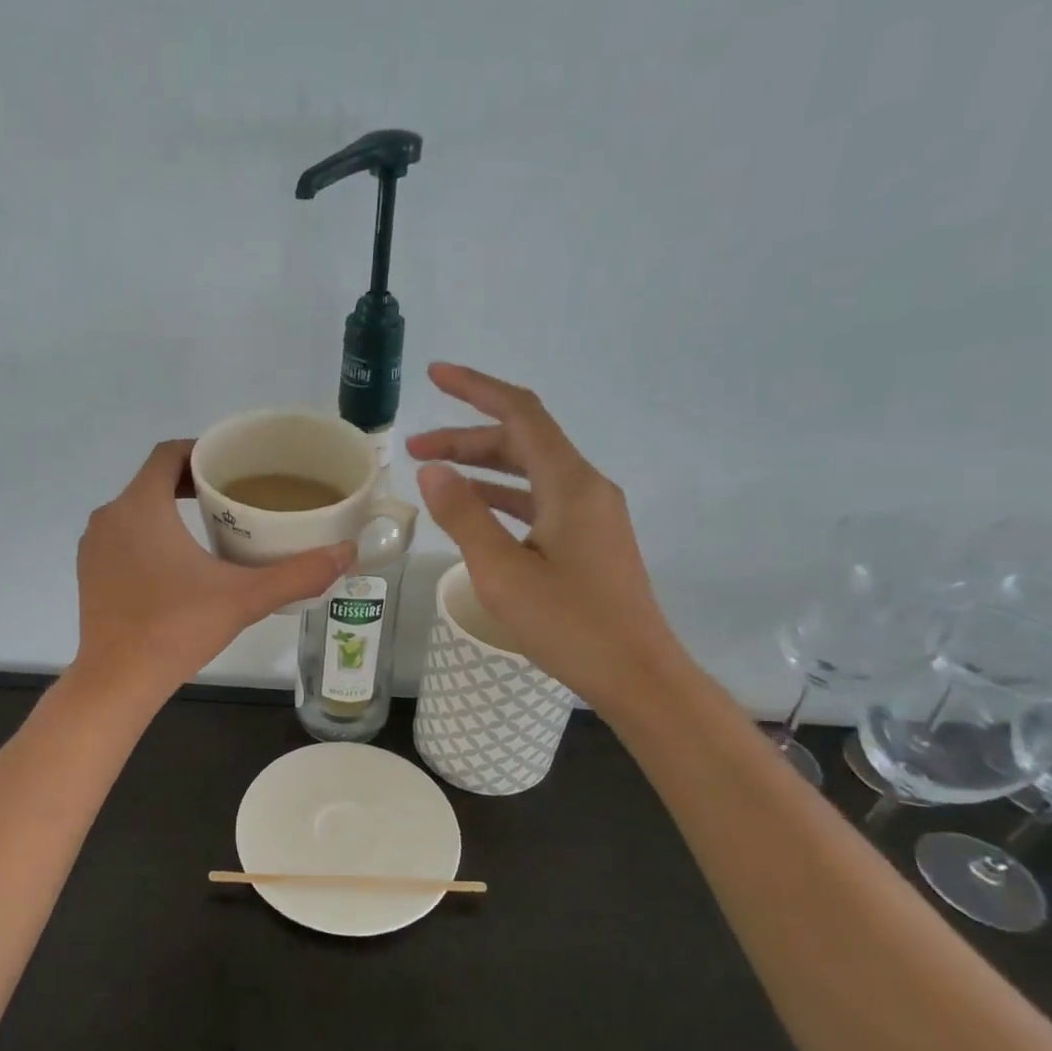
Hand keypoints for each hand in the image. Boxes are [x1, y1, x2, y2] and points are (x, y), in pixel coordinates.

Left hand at [72, 440, 354, 708]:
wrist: (117, 681)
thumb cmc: (177, 629)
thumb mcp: (245, 598)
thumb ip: (298, 574)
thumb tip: (346, 553)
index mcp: (142, 506)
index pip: (169, 454)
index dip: (202, 451)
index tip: (234, 466)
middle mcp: (110, 516)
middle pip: (154, 481)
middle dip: (193, 483)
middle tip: (235, 497)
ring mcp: (94, 547)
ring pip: (137, 511)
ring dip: (170, 511)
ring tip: (214, 528)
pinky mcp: (90, 573)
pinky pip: (123, 538)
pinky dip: (149, 537)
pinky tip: (179, 566)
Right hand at [406, 364, 679, 709]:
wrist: (636, 674)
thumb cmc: (569, 625)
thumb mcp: (502, 572)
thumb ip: (464, 516)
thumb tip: (433, 469)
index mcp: (569, 484)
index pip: (520, 413)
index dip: (476, 389)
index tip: (436, 376)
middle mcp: (585, 487)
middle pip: (522, 442)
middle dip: (467, 438)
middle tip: (415, 450)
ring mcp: (592, 514)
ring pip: (530, 472)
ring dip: (483, 468)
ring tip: (435, 476)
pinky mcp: (590, 540)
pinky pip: (540, 501)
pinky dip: (503, 497)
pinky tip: (474, 511)